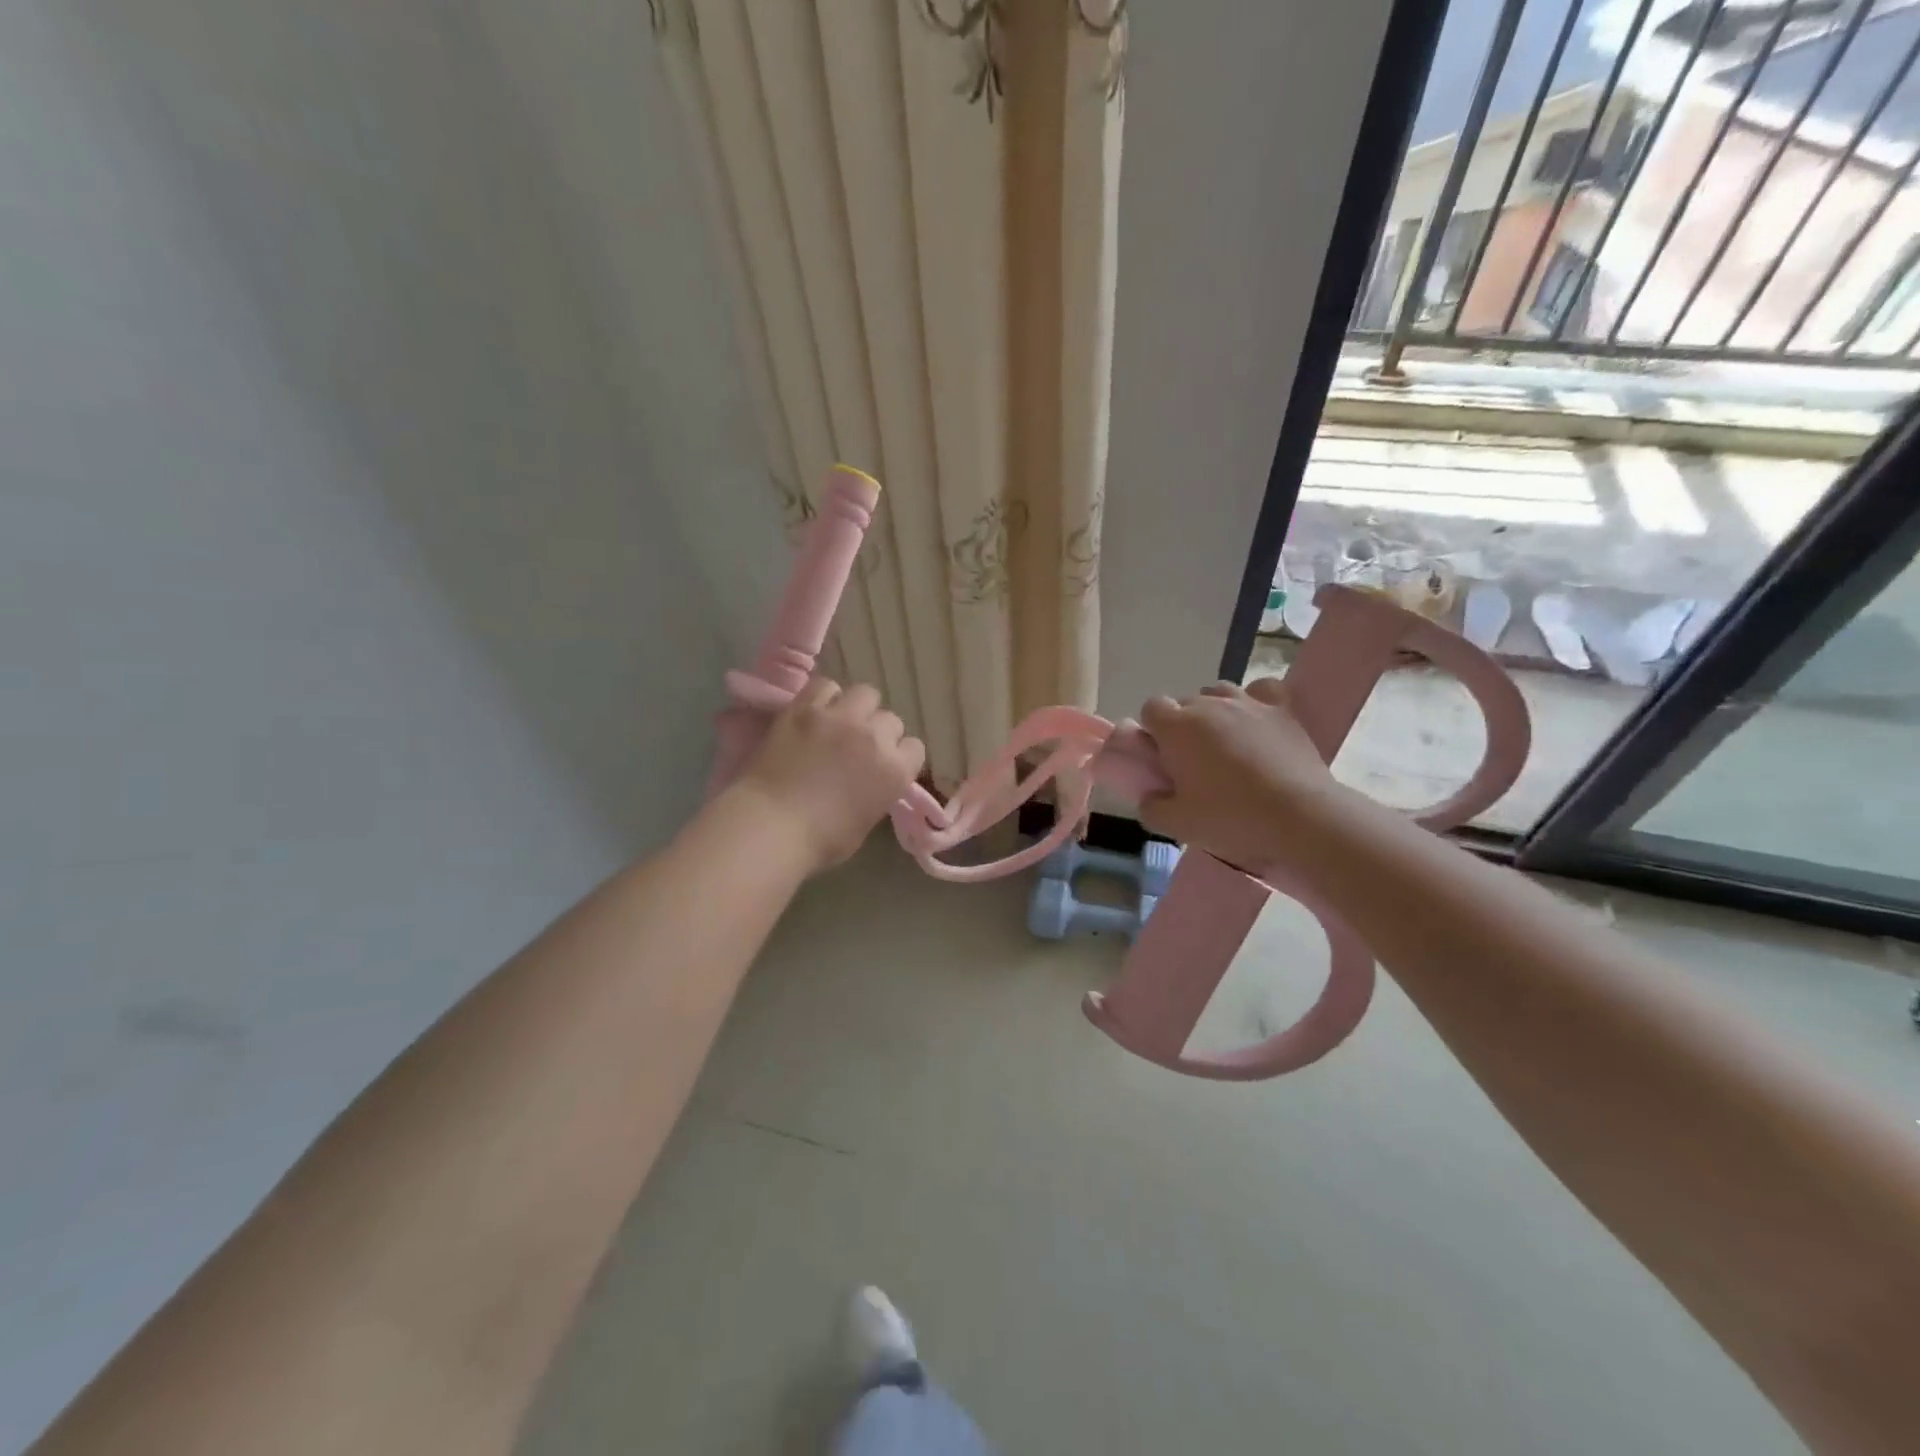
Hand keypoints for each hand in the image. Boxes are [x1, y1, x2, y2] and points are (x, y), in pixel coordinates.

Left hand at [733, 678, 926, 873]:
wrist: (771, 825)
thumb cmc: (820, 840)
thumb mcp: (865, 821)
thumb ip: (877, 792)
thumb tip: (869, 781)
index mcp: (895, 771)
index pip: (914, 748)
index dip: (898, 757)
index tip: (883, 766)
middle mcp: (874, 736)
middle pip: (891, 719)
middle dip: (878, 732)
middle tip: (858, 746)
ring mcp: (840, 717)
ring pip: (866, 693)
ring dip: (857, 707)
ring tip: (839, 722)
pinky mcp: (806, 708)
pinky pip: (825, 685)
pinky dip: (823, 697)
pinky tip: (814, 712)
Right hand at [1135, 677, 1343, 868]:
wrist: (1299, 817)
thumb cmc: (1230, 817)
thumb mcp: (1178, 824)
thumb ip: (1152, 807)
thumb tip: (1149, 797)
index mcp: (1177, 727)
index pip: (1151, 708)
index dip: (1153, 730)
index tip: (1161, 757)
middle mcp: (1209, 705)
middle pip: (1185, 703)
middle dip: (1184, 726)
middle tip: (1193, 762)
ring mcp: (1248, 703)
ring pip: (1219, 692)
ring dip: (1215, 711)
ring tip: (1225, 742)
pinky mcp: (1282, 710)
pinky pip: (1262, 690)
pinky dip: (1255, 700)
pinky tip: (1257, 721)